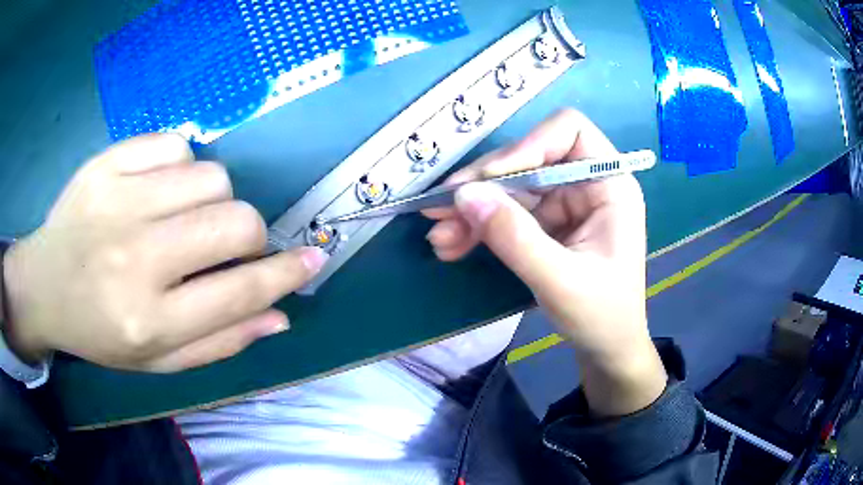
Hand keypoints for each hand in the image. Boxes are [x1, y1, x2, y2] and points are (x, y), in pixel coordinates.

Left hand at [1, 134, 326, 371]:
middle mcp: (135, 259)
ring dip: (211, 199)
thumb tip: (279, 314)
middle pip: (234, 220)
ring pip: (211, 176)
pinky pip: (175, 144)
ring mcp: (117, 199)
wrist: (43, 286)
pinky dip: (179, 166)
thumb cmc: (99, 333)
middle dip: (249, 233)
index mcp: (149, 320)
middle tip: (225, 245)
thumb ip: (219, 341)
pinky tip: (156, 189)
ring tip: (181, 217)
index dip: (285, 274)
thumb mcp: (158, 361)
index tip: (313, 259)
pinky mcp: (107, 162)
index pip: (239, 291)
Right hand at [425, 109, 665, 415]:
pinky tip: (452, 245)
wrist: (606, 348)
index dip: (527, 145)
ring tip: (440, 237)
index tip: (490, 180)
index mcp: (610, 185)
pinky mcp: (546, 223)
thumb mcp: (560, 281)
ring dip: (472, 209)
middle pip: (527, 159)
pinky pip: (506, 213)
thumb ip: (515, 238)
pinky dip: (478, 227)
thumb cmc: (602, 317)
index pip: (569, 131)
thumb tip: (463, 195)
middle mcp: (586, 184)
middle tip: (439, 209)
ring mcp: (564, 203)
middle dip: (483, 185)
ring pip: (509, 187)